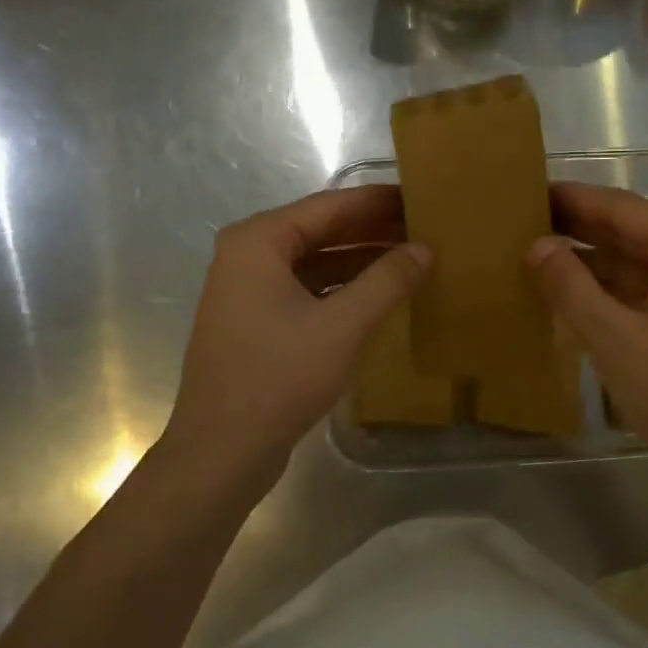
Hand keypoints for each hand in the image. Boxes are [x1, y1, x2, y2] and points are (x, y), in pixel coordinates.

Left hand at [161, 185, 429, 497]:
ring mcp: (248, 293)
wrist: (222, 451)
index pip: (329, 206)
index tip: (420, 196)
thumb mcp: (343, 326)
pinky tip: (378, 298)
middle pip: (320, 232)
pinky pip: (307, 292)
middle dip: (372, 231)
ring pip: (315, 264)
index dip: (377, 202)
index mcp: (258, 242)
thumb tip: (424, 249)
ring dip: (360, 262)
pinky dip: (342, 291)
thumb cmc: (279, 377)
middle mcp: (247, 257)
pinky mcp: (256, 325)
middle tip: (424, 227)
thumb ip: (387, 281)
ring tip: (410, 260)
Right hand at [528, 183, 647, 491]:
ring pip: (636, 260)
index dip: (572, 198)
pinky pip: (646, 288)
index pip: (619, 207)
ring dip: (591, 258)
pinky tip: (573, 293)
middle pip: (630, 229)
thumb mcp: (612, 337)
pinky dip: (610, 287)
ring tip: (538, 254)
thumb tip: (538, 245)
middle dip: (578, 226)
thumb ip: (570, 286)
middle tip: (524, 220)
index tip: (529, 190)